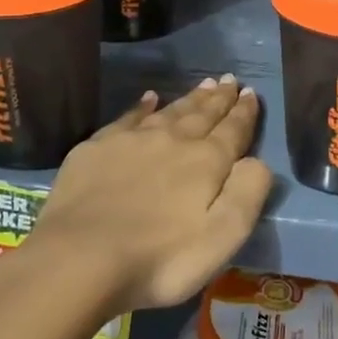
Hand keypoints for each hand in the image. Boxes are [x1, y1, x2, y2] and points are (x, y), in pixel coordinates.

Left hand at [20, 77, 270, 316]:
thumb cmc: (160, 259)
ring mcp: (132, 140)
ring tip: (204, 84)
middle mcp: (172, 141)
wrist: (80, 257)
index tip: (250, 93)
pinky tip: (149, 98)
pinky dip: (143, 106)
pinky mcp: (98, 148)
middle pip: (202, 114)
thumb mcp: (221, 238)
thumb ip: (247, 194)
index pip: (232, 131)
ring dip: (190, 98)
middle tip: (229, 80)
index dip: (244, 113)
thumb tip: (257, 161)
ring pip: (170, 111)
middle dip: (219, 98)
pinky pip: (129, 117)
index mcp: (206, 162)